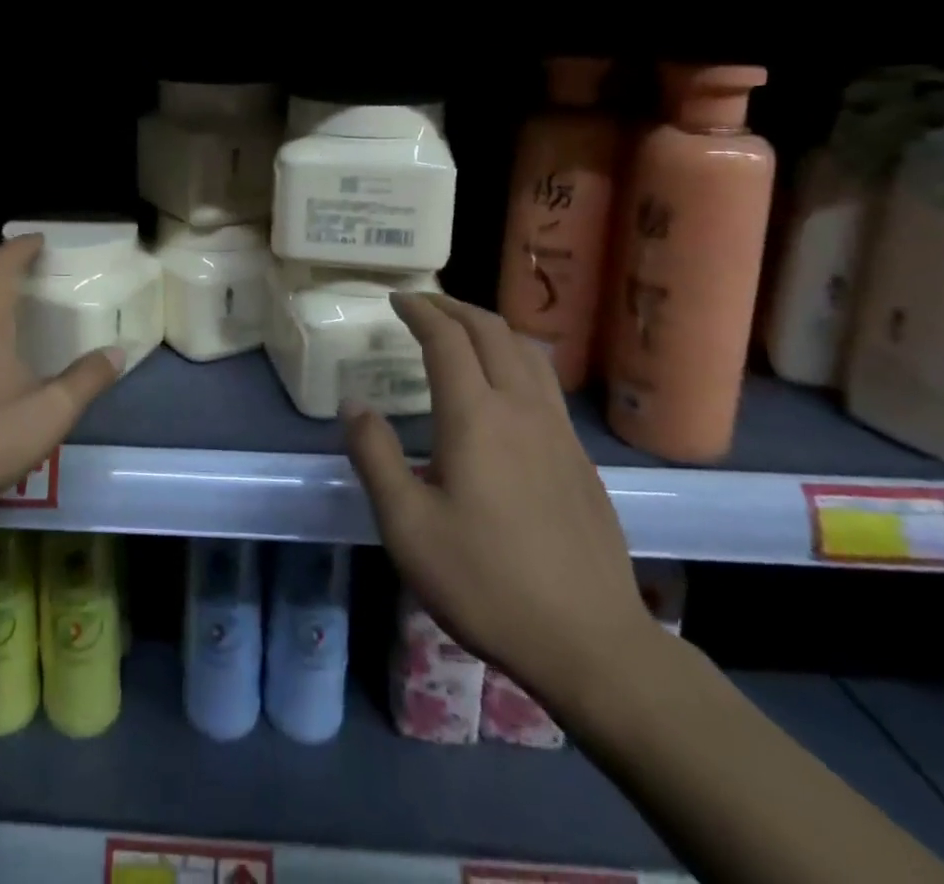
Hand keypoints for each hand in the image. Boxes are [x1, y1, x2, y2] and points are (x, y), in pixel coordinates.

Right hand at [345, 293, 656, 711]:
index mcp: (475, 417)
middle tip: (424, 305)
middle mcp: (520, 408)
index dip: (420, 311)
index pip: (447, 338)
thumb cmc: (485, 582)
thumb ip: (375, 456)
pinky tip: (504, 385)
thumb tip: (354, 404)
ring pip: (526, 352)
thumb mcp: (407, 526)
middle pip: (491, 332)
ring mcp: (558, 431)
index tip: (396, 300)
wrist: (590, 643)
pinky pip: (544, 382)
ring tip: (462, 330)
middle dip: (454, 308)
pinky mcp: (580, 457)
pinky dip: (515, 358)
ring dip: (490, 327)